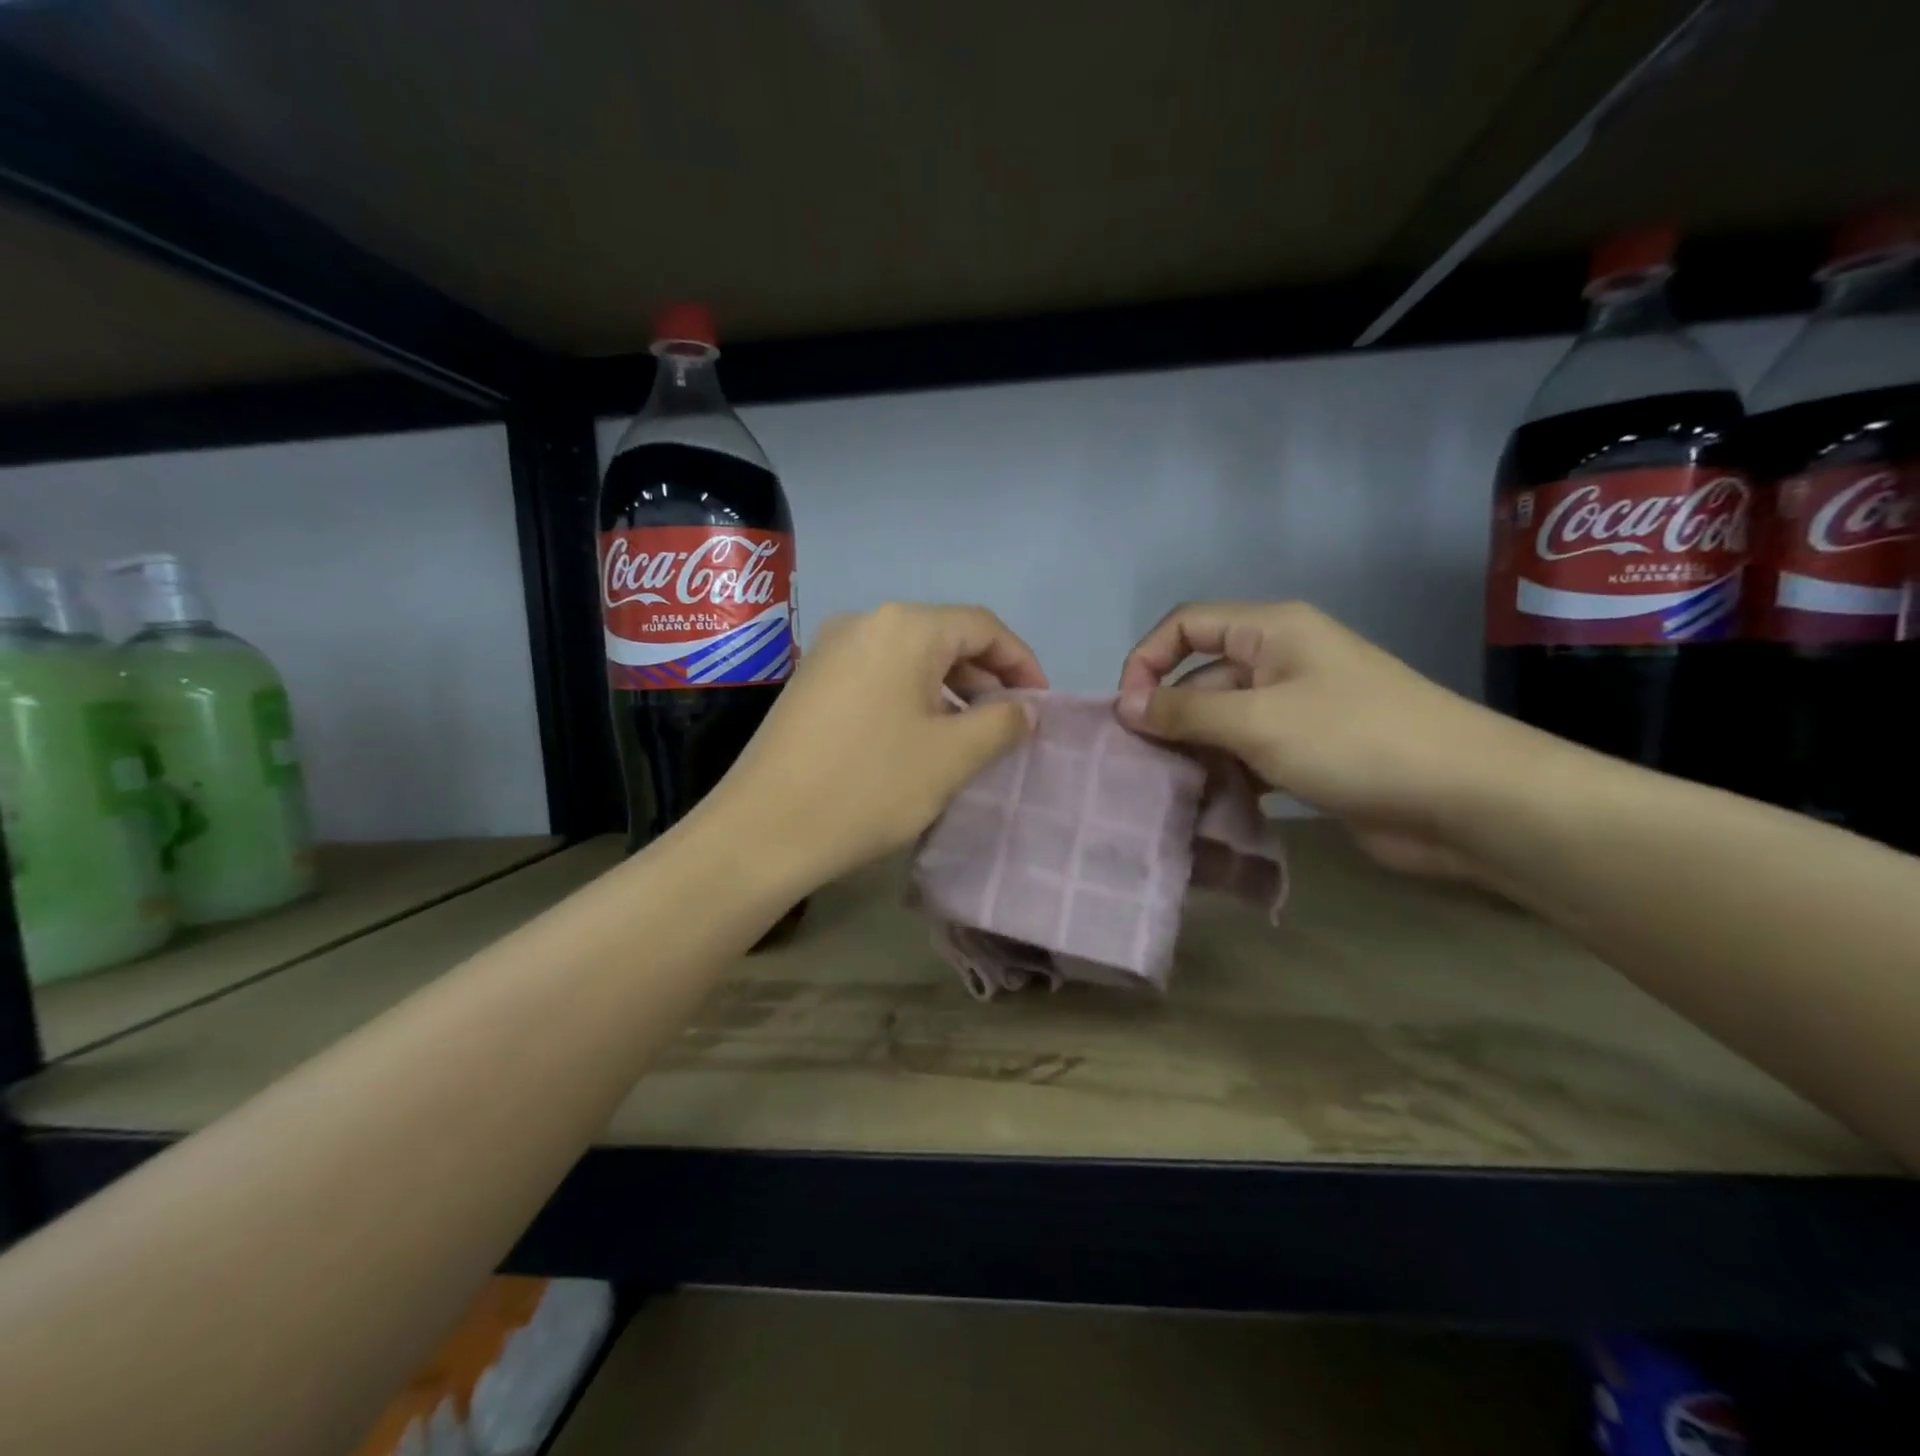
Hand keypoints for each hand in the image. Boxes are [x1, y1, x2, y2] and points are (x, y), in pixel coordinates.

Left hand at [710, 602, 1046, 885]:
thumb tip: (1025, 708)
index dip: (1021, 662)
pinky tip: (918, 740)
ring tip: (969, 738)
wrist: (763, 830)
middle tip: (1008, 725)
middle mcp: (865, 622)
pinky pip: (878, 676)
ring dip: (949, 692)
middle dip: (985, 679)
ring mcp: (830, 650)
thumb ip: (1001, 723)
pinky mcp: (811, 681)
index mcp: (904, 627)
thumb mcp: (951, 756)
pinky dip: (911, 699)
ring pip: (910, 659)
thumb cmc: (869, 786)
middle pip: (944, 637)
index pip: (982, 626)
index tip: (1040, 704)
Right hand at [1116, 601, 1557, 881]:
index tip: (1128, 712)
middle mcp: (1280, 660)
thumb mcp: (1257, 721)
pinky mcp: (1310, 752)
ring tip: (1169, 792)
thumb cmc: (1354, 740)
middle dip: (1168, 716)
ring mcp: (1297, 708)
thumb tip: (1125, 706)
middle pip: (1201, 676)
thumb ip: (1185, 712)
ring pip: (1223, 721)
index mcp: (1271, 630)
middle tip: (1142, 764)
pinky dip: (1227, 775)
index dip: (1148, 660)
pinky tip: (1208, 806)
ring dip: (1195, 752)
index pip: (1186, 625)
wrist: (1466, 800)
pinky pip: (1250, 754)